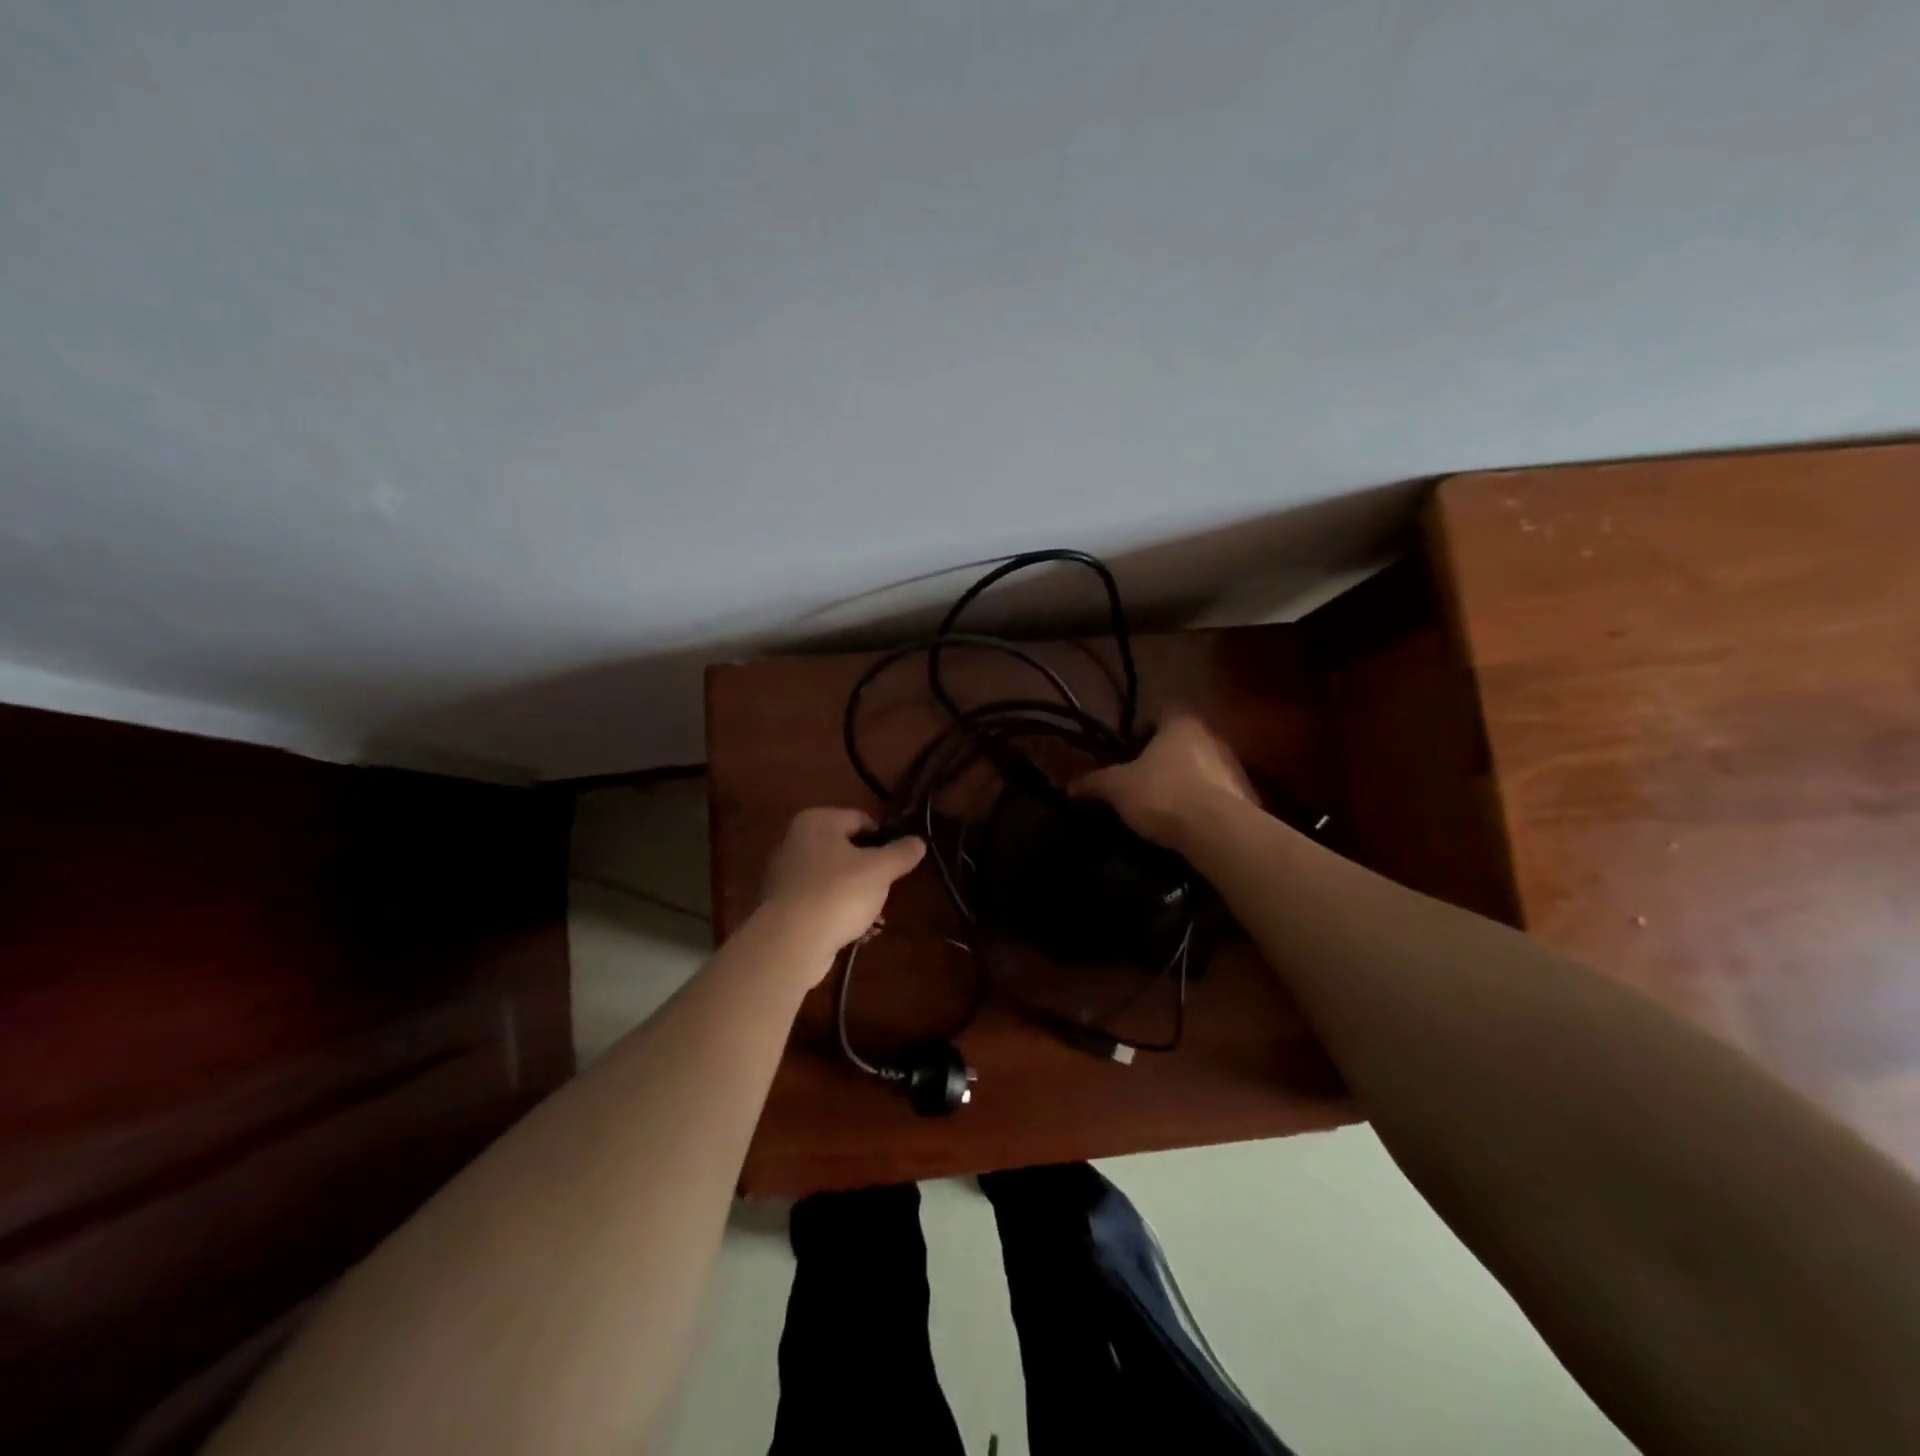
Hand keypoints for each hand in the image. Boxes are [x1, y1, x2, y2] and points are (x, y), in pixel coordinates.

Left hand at [757, 808, 925, 959]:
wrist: (791, 943)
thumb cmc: (838, 893)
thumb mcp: (880, 870)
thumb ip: (901, 852)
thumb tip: (919, 841)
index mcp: (816, 821)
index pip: (861, 819)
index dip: (885, 838)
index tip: (900, 859)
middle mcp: (796, 841)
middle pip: (847, 850)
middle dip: (871, 871)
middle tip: (889, 889)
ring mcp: (786, 875)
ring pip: (835, 879)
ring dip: (857, 896)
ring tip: (876, 917)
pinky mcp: (783, 907)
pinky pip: (821, 902)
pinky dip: (838, 913)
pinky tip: (856, 932)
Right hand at [1074, 712, 1255, 846]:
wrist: (1217, 831)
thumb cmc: (1162, 794)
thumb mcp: (1117, 788)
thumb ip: (1094, 782)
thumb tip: (1069, 784)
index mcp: (1181, 724)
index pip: (1161, 713)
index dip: (1143, 730)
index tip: (1130, 751)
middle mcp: (1212, 736)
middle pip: (1183, 742)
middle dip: (1165, 758)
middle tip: (1143, 779)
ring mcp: (1234, 766)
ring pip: (1203, 767)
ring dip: (1187, 781)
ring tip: (1164, 805)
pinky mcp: (1247, 797)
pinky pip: (1218, 795)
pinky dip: (1204, 804)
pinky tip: (1188, 823)